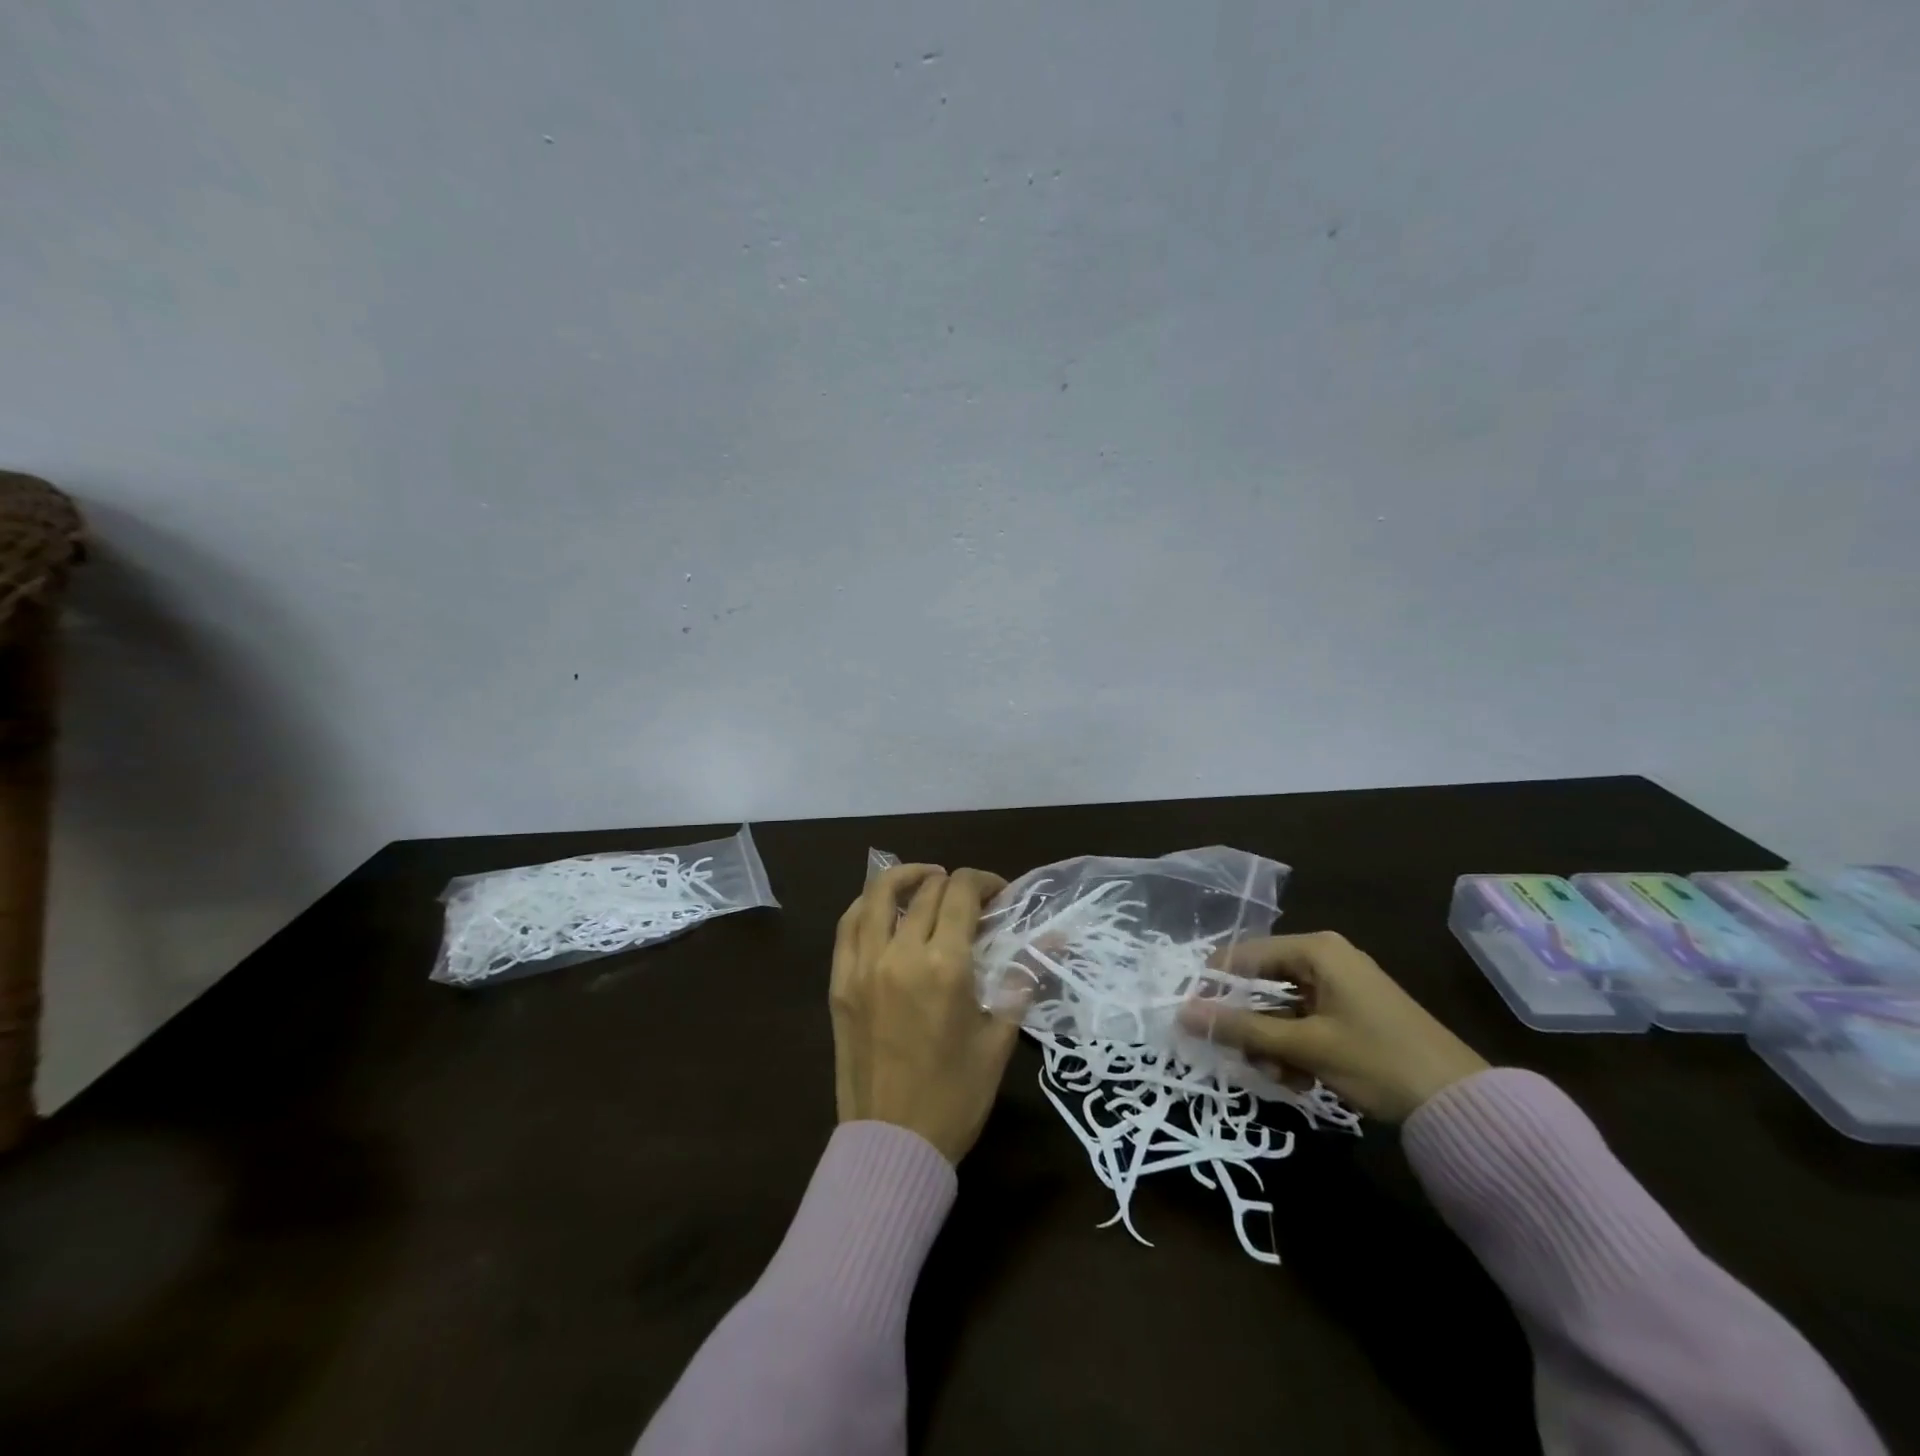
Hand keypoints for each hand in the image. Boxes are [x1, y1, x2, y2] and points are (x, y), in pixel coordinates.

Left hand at [830, 864, 1017, 1163]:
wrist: (893, 1144)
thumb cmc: (956, 1096)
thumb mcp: (998, 1038)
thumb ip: (1021, 979)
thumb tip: (1051, 940)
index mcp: (944, 966)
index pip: (962, 893)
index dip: (985, 881)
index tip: (1000, 895)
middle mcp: (900, 954)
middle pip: (927, 890)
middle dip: (956, 884)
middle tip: (973, 902)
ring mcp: (863, 966)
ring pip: (879, 895)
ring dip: (907, 878)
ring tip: (927, 882)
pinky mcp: (840, 982)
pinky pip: (849, 925)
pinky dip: (869, 904)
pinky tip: (886, 909)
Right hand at [1181, 932, 1487, 1121]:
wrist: (1463, 1104)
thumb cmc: (1377, 1061)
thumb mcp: (1304, 1046)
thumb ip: (1242, 1028)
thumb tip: (1183, 1014)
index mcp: (1316, 950)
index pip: (1245, 955)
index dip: (1215, 985)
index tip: (1192, 1016)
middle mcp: (1326, 959)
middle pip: (1263, 983)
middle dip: (1249, 1023)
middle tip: (1237, 1055)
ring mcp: (1342, 987)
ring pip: (1283, 1008)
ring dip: (1272, 1043)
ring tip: (1277, 1076)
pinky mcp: (1353, 1014)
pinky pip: (1306, 1022)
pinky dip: (1295, 1049)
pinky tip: (1298, 1079)